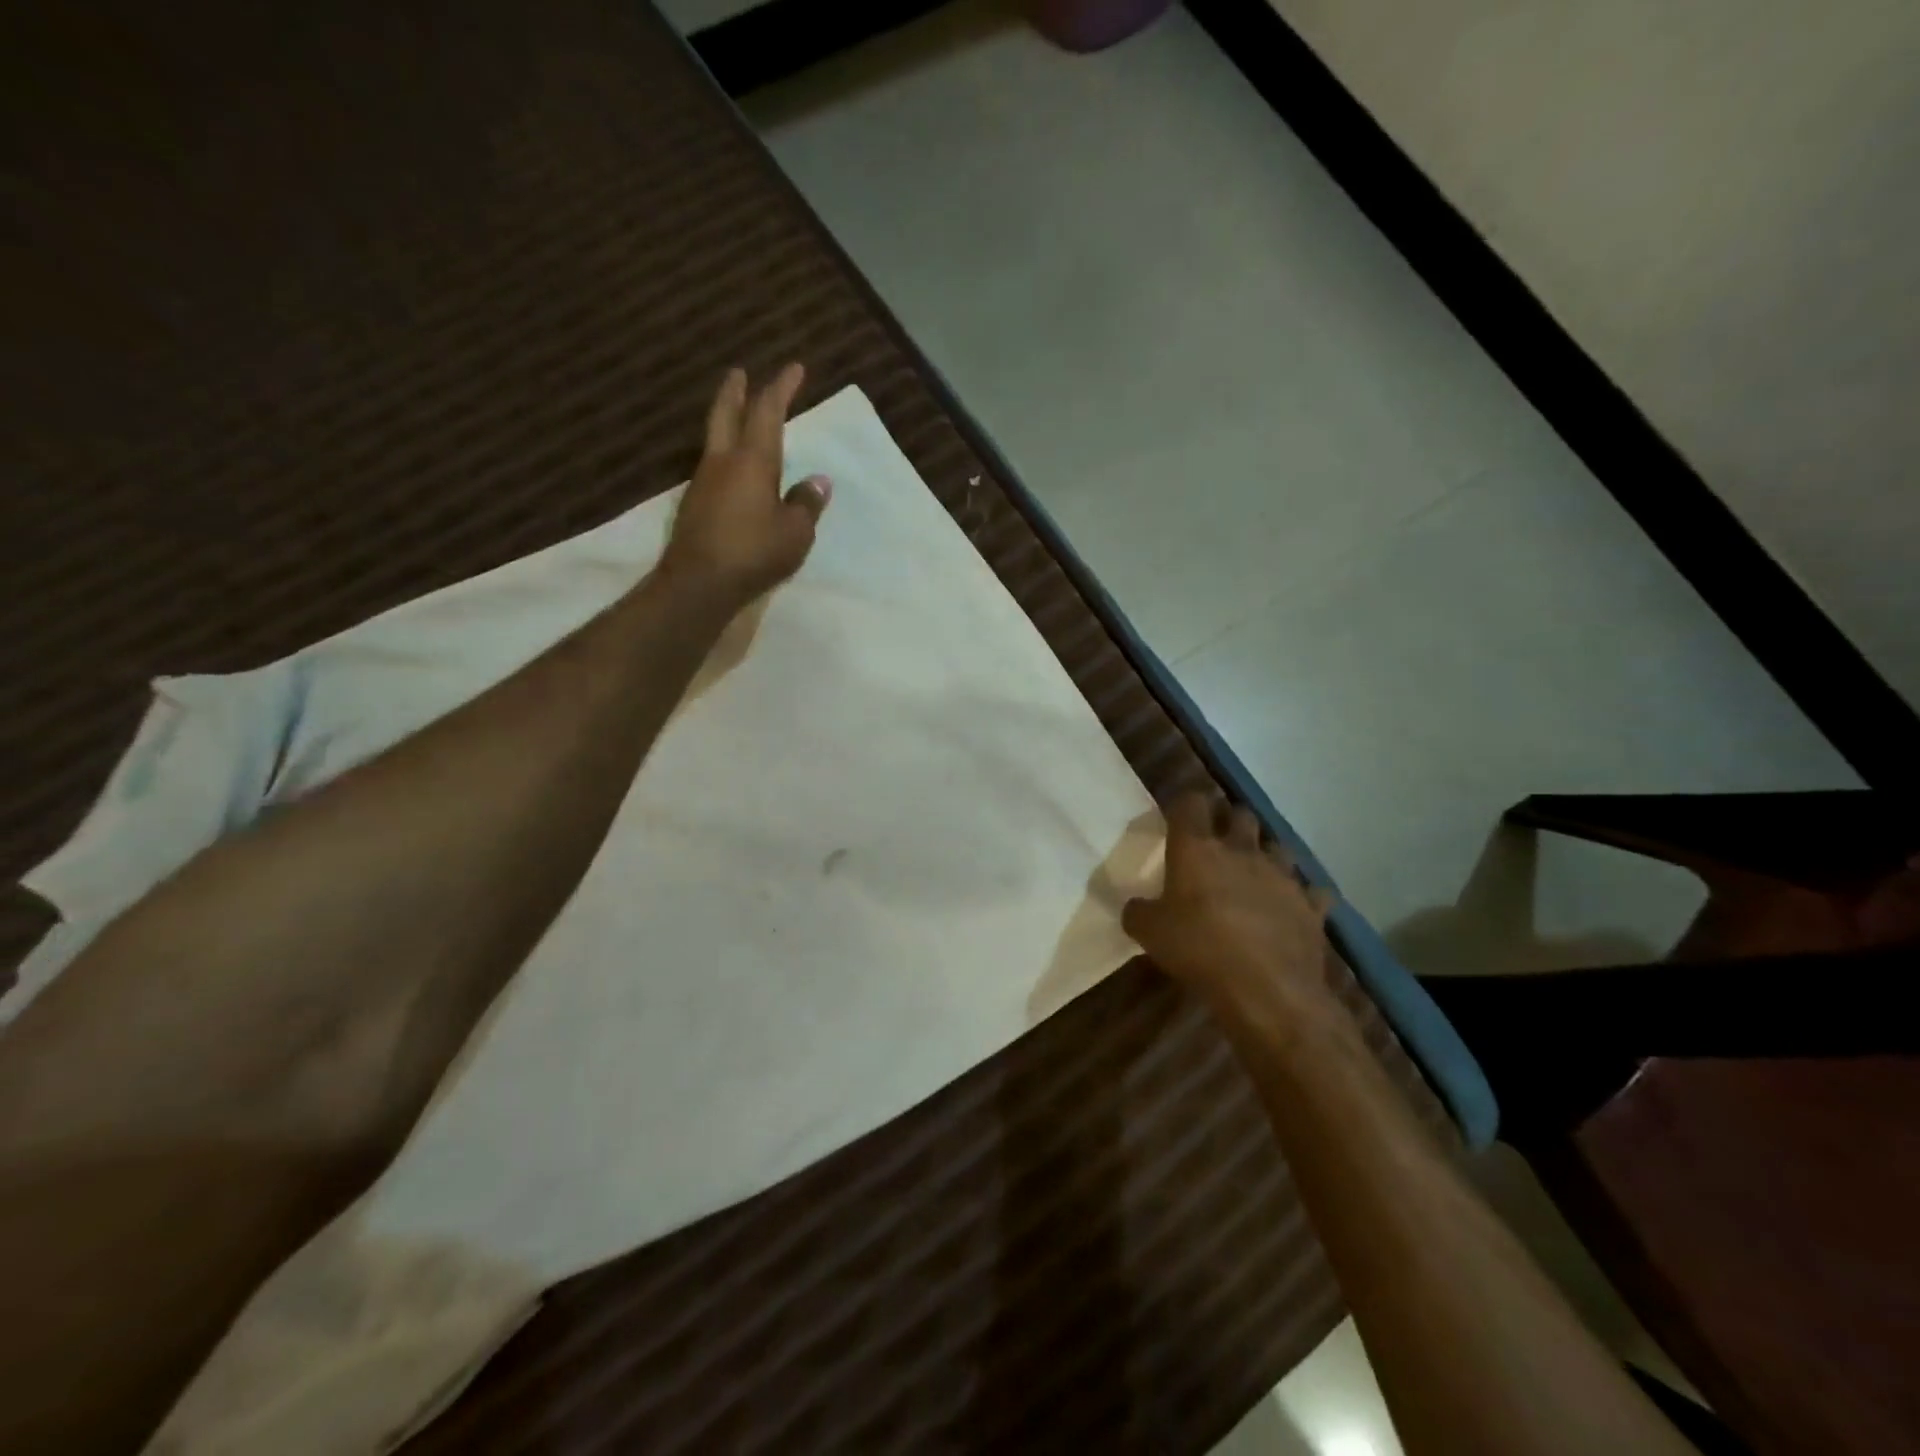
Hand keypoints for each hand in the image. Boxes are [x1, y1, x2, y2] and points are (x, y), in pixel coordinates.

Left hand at [661, 364, 831, 607]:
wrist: (699, 583)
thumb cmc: (754, 552)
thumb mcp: (795, 533)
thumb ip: (806, 504)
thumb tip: (817, 482)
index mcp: (753, 460)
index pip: (768, 412)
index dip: (781, 387)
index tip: (794, 368)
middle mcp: (723, 461)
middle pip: (726, 413)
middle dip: (736, 391)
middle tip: (739, 373)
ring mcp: (703, 483)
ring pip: (715, 440)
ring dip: (726, 422)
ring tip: (738, 420)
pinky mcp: (694, 506)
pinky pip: (712, 469)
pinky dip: (724, 458)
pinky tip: (732, 472)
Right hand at [1123, 793, 1342, 1039]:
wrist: (1268, 989)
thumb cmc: (1199, 950)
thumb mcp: (1149, 934)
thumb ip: (1139, 912)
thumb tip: (1136, 907)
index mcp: (1197, 850)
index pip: (1191, 804)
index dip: (1186, 804)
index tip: (1180, 814)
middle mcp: (1241, 851)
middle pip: (1241, 815)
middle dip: (1230, 821)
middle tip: (1219, 839)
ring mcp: (1282, 876)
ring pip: (1278, 846)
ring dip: (1266, 853)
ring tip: (1256, 871)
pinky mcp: (1311, 906)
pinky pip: (1311, 891)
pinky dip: (1302, 896)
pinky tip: (1292, 907)